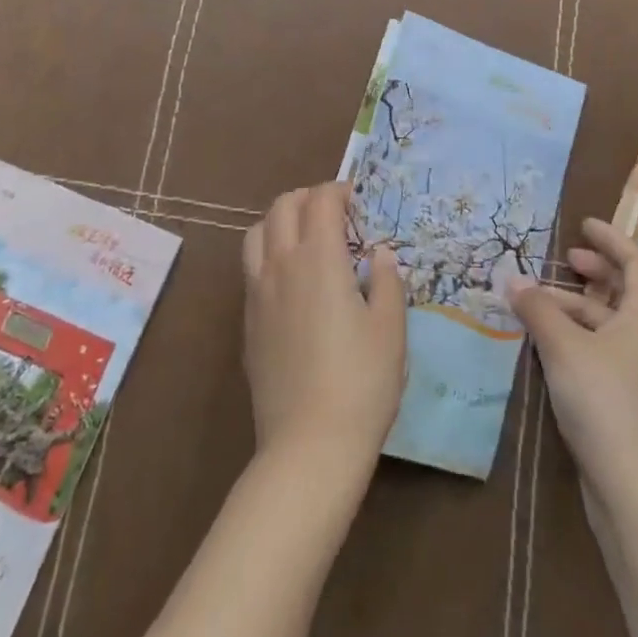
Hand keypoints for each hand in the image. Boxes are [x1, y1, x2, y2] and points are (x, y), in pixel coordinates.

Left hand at [242, 182, 405, 476]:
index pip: (321, 200)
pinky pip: (250, 267)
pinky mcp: (247, 322)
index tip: (359, 202)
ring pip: (257, 233)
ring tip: (305, 238)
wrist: (309, 445)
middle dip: (308, 197)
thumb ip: (386, 281)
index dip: (340, 191)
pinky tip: (291, 281)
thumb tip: (379, 253)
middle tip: (334, 214)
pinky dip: (268, 253)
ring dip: (280, 221)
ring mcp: (258, 293)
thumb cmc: (361, 383)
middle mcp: (281, 264)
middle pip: (283, 206)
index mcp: (318, 258)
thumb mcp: (390, 329)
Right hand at [509, 217, 637, 510]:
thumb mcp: (564, 347)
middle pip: (627, 290)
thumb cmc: (605, 402)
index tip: (584, 225)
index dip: (613, 239)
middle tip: (566, 258)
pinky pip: (601, 347)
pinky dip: (577, 333)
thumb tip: (513, 280)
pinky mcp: (625, 396)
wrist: (635, 489)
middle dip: (597, 269)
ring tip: (539, 299)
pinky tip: (546, 339)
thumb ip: (538, 309)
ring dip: (577, 304)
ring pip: (609, 321)